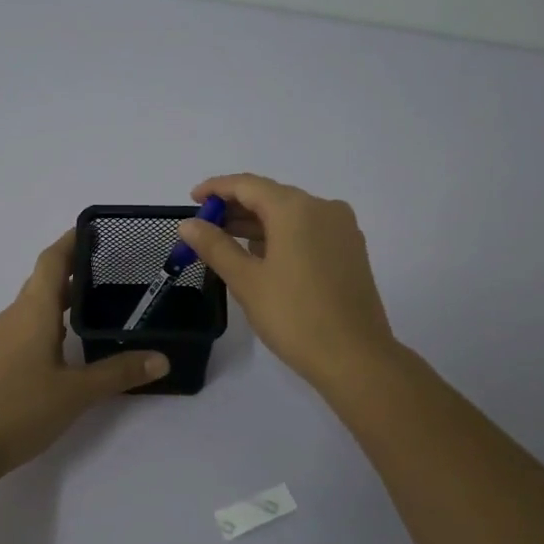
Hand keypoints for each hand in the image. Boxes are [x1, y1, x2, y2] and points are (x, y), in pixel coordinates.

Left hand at [0, 228, 167, 479]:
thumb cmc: (20, 408)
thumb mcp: (77, 392)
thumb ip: (119, 373)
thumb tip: (161, 359)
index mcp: (34, 311)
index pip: (51, 260)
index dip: (71, 241)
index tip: (97, 230)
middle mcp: (15, 316)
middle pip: (43, 279)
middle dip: (73, 268)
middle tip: (111, 268)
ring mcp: (2, 338)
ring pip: (35, 304)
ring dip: (62, 296)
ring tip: (97, 300)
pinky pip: (28, 324)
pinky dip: (51, 319)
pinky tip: (69, 340)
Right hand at [174, 173, 396, 389]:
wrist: (355, 358)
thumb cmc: (294, 316)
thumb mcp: (246, 281)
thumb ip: (215, 246)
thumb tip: (189, 224)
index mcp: (296, 209)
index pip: (248, 185)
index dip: (217, 189)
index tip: (192, 200)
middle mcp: (324, 208)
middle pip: (271, 197)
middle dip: (235, 208)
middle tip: (203, 227)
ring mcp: (342, 229)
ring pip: (291, 215)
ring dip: (257, 225)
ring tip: (225, 243)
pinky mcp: (350, 251)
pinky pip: (308, 231)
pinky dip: (282, 236)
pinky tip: (262, 256)